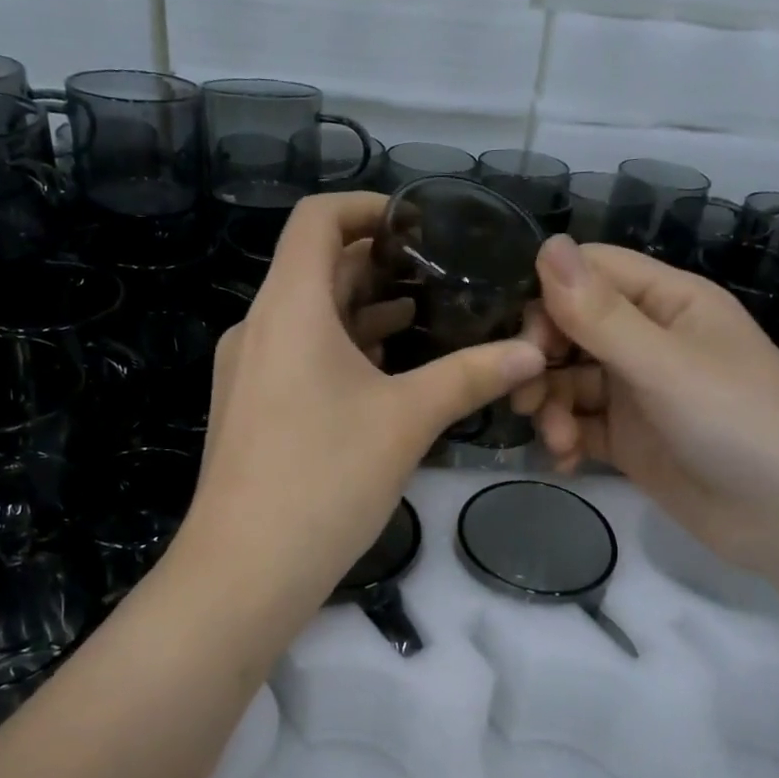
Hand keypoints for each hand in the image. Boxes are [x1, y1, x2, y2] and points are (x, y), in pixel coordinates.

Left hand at [182, 193, 547, 607]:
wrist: (245, 570)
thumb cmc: (324, 479)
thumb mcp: (407, 420)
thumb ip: (471, 375)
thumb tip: (533, 351)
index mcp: (288, 307)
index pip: (316, 219)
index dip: (366, 207)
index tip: (417, 224)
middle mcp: (259, 327)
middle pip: (316, 268)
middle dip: (377, 265)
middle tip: (440, 276)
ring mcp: (247, 370)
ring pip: (308, 318)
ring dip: (362, 312)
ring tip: (424, 321)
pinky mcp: (249, 408)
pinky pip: (297, 357)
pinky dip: (341, 351)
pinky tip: (385, 377)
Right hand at [511, 237, 778, 577]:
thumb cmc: (740, 423)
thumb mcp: (665, 365)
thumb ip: (600, 314)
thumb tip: (546, 244)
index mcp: (668, 302)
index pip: (590, 273)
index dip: (549, 296)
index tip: (523, 340)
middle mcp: (649, 340)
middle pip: (571, 329)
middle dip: (542, 361)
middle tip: (525, 397)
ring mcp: (638, 393)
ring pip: (570, 382)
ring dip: (552, 407)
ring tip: (559, 440)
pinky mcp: (631, 441)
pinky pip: (581, 426)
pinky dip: (565, 439)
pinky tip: (564, 460)